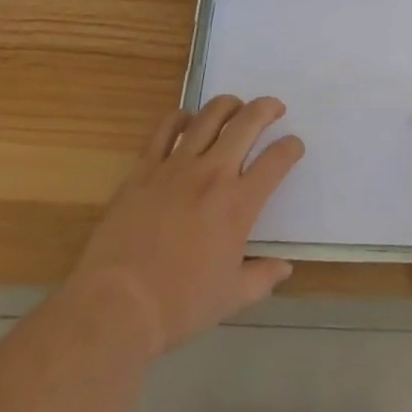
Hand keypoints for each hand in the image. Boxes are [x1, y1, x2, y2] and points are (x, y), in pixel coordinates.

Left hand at [68, 94, 303, 355]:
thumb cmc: (179, 306)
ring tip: (236, 108)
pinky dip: (180, 117)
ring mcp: (176, 166)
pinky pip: (165, 129)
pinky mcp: (144, 168)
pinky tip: (187, 120)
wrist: (117, 305)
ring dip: (229, 105)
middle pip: (247, 122)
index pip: (276, 160)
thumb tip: (285, 268)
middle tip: (274, 108)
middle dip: (267, 108)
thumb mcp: (231, 298)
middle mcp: (212, 174)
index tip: (294, 146)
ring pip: (209, 116)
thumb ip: (262, 277)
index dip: (291, 147)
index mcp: (238, 204)